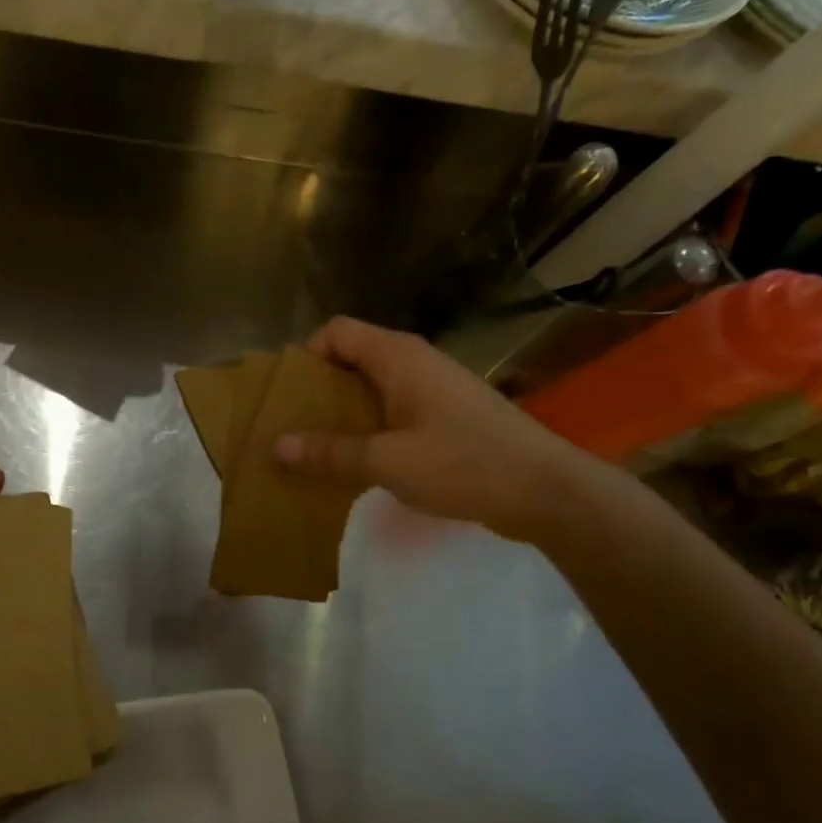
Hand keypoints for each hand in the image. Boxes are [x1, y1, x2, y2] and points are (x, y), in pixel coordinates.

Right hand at [274, 317, 589, 539]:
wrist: (545, 491)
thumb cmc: (463, 463)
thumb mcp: (387, 461)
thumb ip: (330, 452)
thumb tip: (277, 446)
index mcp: (398, 357)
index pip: (337, 331)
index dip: (307, 355)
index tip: (287, 396)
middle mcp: (414, 362)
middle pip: (351, 359)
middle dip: (317, 389)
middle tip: (292, 426)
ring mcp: (433, 388)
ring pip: (371, 388)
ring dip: (342, 414)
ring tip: (316, 449)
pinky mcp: (445, 415)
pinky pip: (392, 410)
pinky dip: (368, 429)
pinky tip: (358, 463)